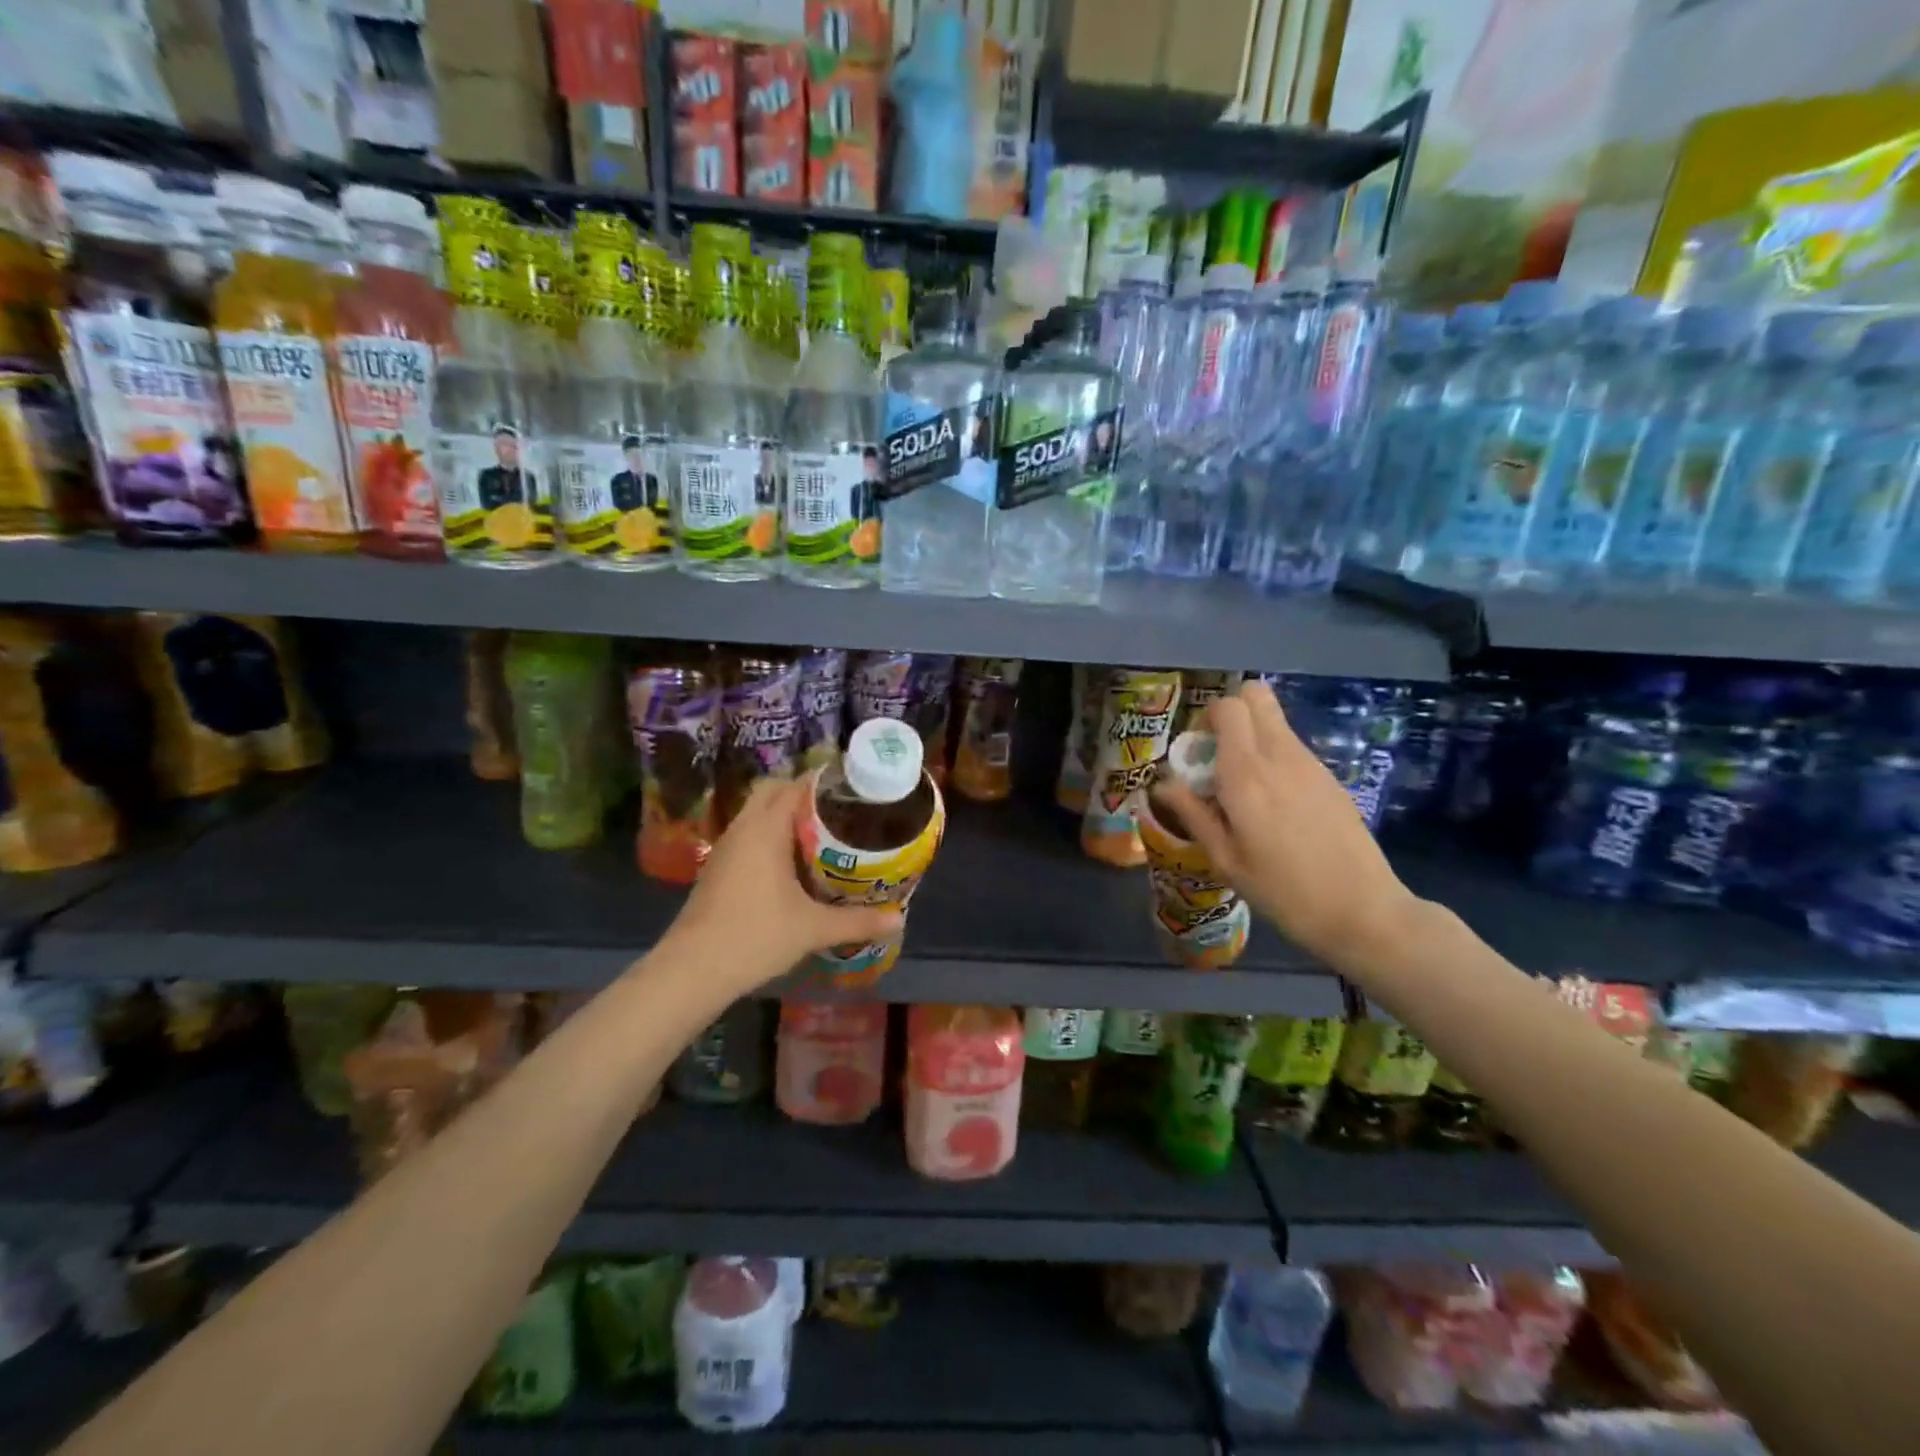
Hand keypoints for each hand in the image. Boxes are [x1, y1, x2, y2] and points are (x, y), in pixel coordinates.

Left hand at [668, 776, 901, 987]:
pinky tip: (792, 864)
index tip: (852, 790)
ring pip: (756, 814)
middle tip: (838, 812)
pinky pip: (748, 835)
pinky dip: (769, 837)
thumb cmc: (755, 937)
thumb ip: (857, 921)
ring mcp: (726, 848)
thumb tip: (898, 920)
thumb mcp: (813, 929)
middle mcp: (743, 829)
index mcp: (765, 829)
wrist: (692, 969)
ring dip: (784, 816)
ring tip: (822, 835)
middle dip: (803, 795)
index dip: (824, 783)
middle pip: (772, 791)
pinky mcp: (717, 868)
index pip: (795, 786)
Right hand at [1154, 679, 1419, 968]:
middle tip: (1217, 755)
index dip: (1205, 719)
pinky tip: (1274, 806)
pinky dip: (1274, 758)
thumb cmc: (1282, 890)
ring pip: (1275, 721)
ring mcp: (1311, 764)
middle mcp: (1280, 756)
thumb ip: (1192, 813)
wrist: (1362, 911)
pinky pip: (1292, 747)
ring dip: (1251, 737)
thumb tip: (1162, 783)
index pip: (1227, 707)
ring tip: (1243, 788)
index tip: (1196, 753)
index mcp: (1247, 774)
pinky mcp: (1330, 778)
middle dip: (1230, 713)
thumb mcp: (1224, 859)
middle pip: (1256, 695)